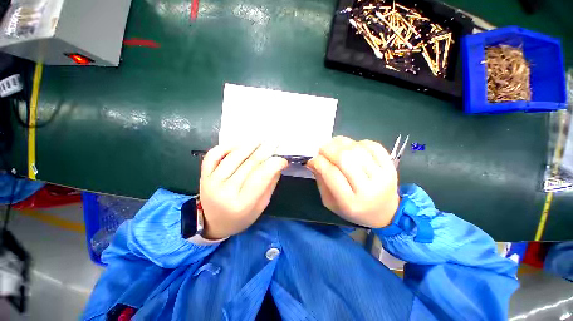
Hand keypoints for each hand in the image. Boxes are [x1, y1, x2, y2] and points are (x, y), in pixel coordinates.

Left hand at [199, 143, 287, 238]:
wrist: (214, 223)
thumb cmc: (242, 217)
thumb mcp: (261, 205)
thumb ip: (270, 184)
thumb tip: (278, 164)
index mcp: (243, 203)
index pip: (261, 176)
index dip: (273, 164)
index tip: (282, 159)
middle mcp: (226, 191)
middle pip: (249, 164)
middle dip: (265, 150)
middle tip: (275, 142)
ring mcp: (212, 181)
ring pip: (233, 157)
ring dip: (249, 145)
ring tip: (260, 139)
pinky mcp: (204, 175)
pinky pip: (213, 155)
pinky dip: (226, 146)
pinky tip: (238, 144)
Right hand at [307, 136, 399, 227]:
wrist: (385, 213)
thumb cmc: (353, 209)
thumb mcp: (330, 202)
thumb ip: (321, 181)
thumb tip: (313, 161)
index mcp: (350, 202)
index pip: (331, 174)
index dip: (319, 162)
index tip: (313, 160)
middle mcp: (368, 189)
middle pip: (345, 158)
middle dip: (328, 149)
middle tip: (322, 149)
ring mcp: (382, 176)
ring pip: (358, 150)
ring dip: (341, 143)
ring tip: (334, 145)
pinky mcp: (391, 167)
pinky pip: (373, 146)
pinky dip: (359, 143)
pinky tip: (352, 147)